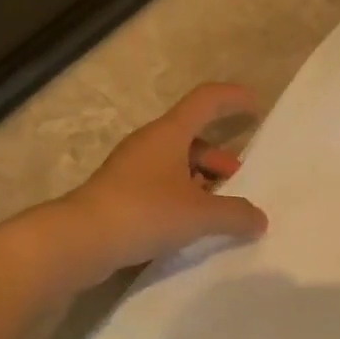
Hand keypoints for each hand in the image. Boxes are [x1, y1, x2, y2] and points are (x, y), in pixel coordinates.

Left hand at [56, 83, 268, 283]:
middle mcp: (149, 144)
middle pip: (192, 137)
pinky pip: (161, 185)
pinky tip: (191, 225)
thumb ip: (234, 215)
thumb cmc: (144, 212)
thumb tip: (260, 219)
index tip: (257, 105)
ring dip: (201, 179)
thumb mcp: (199, 215)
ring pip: (175, 164)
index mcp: (169, 133)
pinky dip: (182, 197)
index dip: (233, 98)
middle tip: (239, 180)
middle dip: (220, 156)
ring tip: (219, 208)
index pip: (206, 100)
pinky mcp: (120, 194)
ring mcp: (131, 169)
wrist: (80, 240)